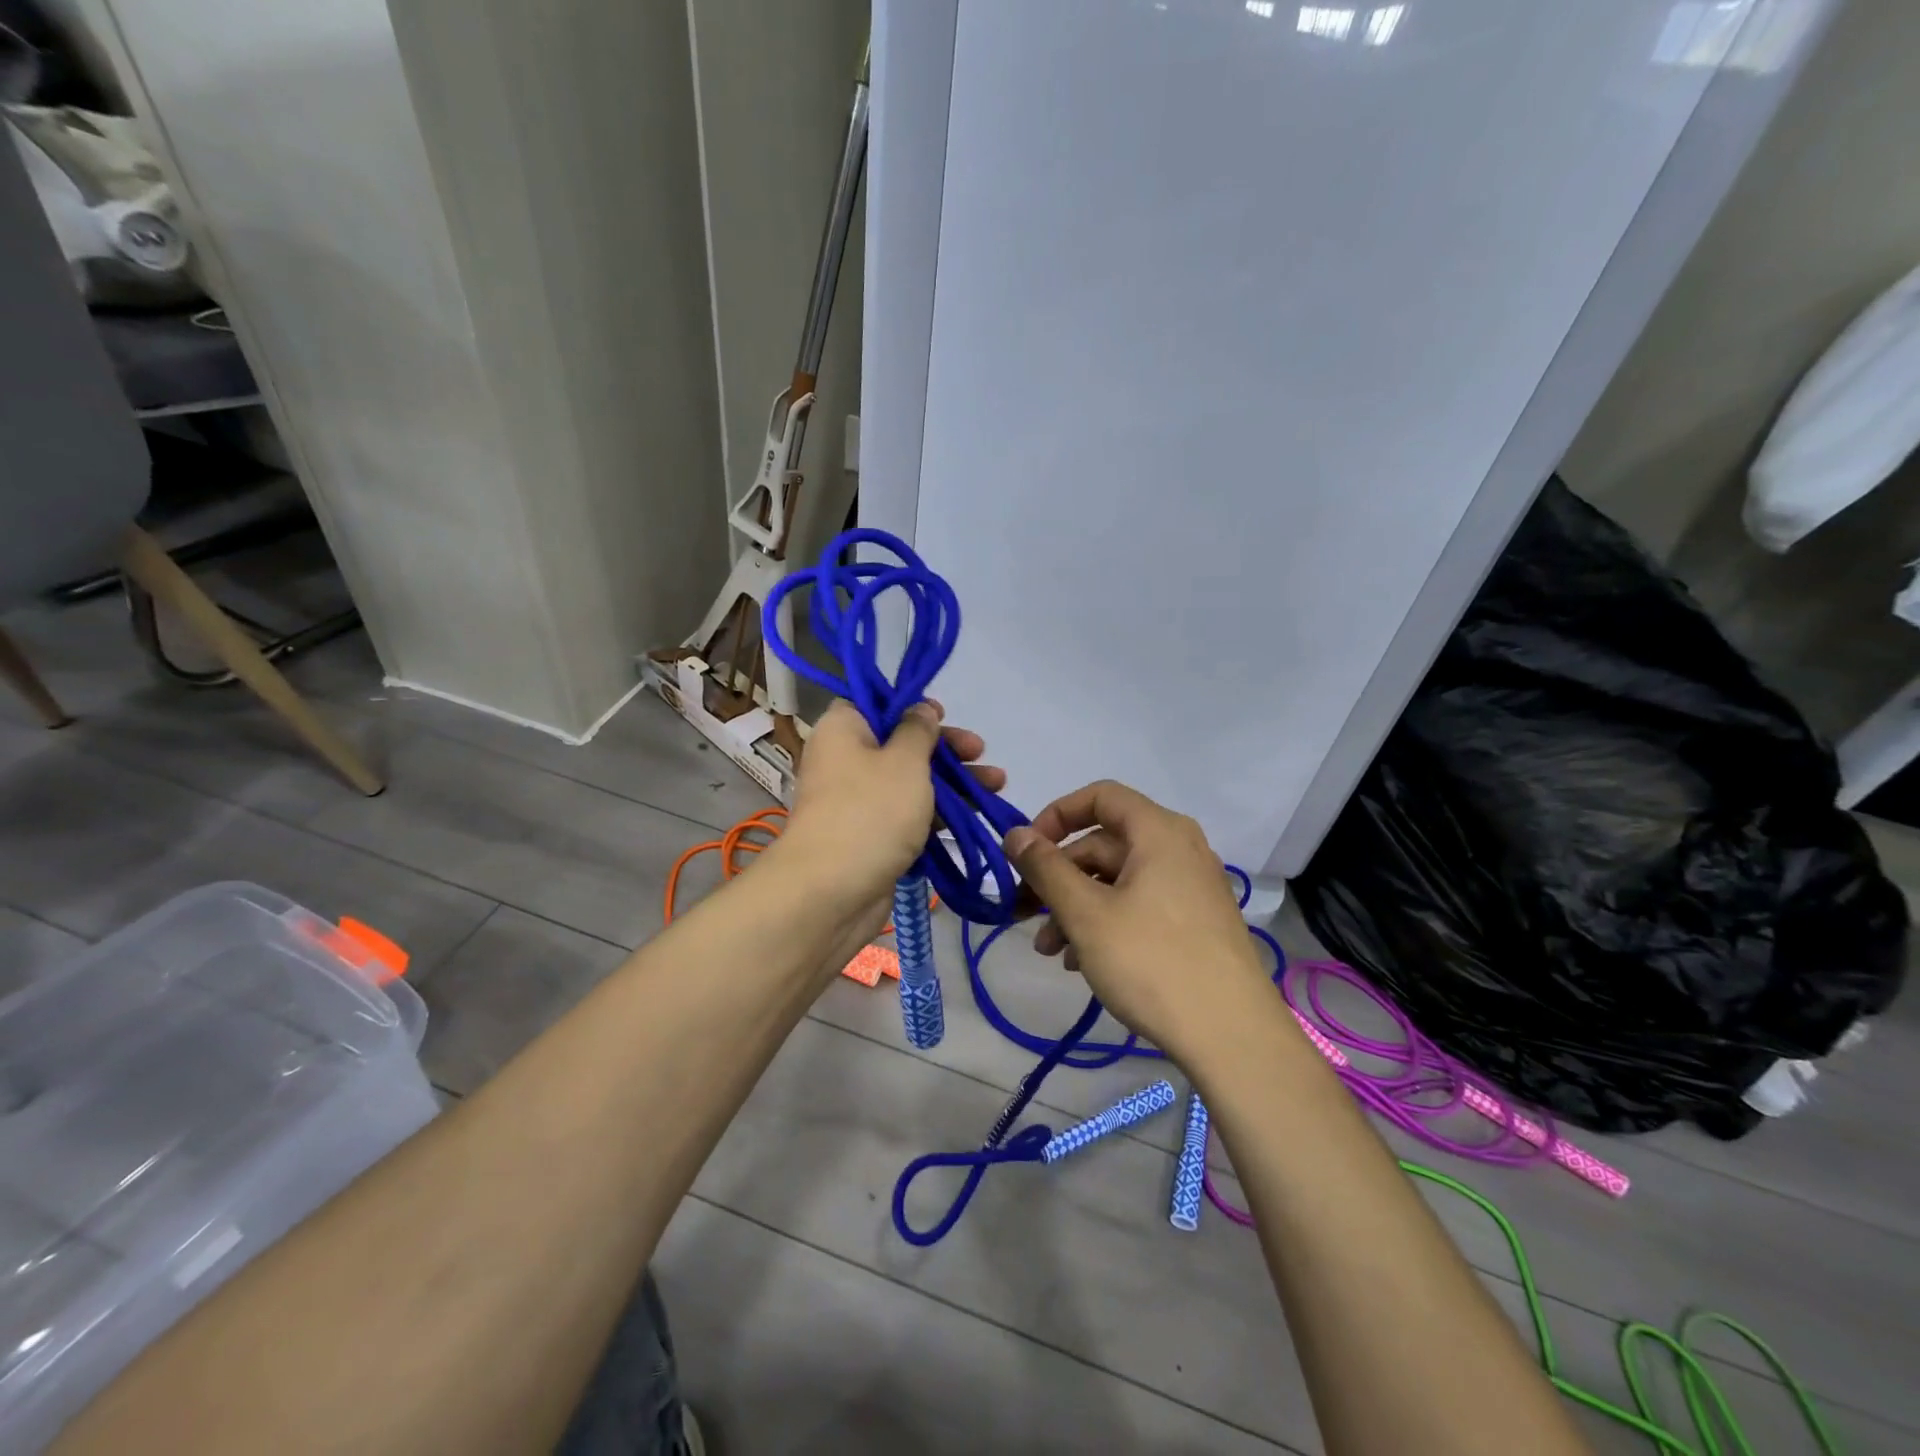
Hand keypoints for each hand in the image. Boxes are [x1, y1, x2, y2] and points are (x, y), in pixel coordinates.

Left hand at [777, 700, 1003, 912]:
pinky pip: (908, 817)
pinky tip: (974, 817)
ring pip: (910, 783)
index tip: (944, 715)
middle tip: (981, 752)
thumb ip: (919, 730)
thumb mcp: (904, 760)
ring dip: (951, 783)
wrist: (831, 893)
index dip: (910, 707)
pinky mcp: (871, 838)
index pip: (874, 705)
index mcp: (842, 730)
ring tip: (997, 786)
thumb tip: (921, 708)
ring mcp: (857, 803)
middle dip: (945, 750)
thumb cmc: (870, 811)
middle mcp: (845, 761)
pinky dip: (937, 815)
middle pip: (899, 745)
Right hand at [1003, 781, 1271, 1063]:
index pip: (1100, 797)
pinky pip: (1139, 906)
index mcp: (1159, 832)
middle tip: (1023, 913)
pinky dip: (1105, 923)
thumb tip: (1014, 834)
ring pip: (1118, 881)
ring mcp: (1191, 888)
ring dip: (1075, 907)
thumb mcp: (1086, 914)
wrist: (1233, 1038)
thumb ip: (1045, 868)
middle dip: (1057, 877)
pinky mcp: (1196, 924)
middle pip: (1104, 845)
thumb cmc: (1152, 962)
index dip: (1056, 816)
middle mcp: (1179, 849)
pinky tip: (1081, 962)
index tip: (1026, 851)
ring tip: (1049, 951)